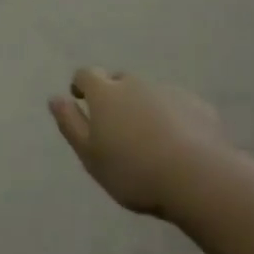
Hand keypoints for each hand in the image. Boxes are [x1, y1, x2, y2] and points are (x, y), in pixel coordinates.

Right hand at [49, 69, 223, 216]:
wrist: (199, 178)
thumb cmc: (133, 171)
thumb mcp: (90, 155)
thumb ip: (70, 124)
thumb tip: (55, 98)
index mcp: (105, 93)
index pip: (86, 74)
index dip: (81, 85)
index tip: (81, 100)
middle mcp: (135, 84)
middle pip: (119, 81)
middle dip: (114, 95)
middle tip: (116, 125)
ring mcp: (169, 91)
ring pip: (149, 93)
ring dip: (144, 107)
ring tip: (149, 139)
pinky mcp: (198, 106)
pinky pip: (177, 106)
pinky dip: (172, 117)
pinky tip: (178, 144)